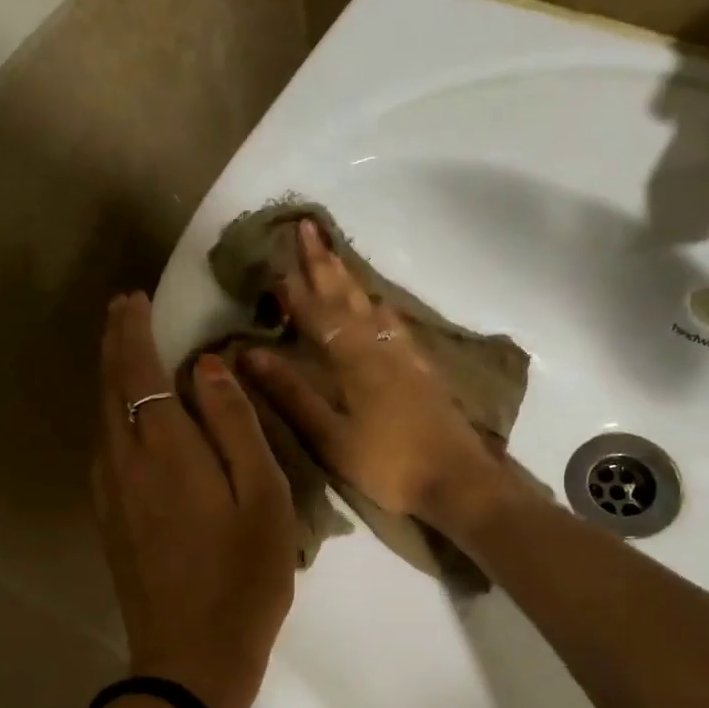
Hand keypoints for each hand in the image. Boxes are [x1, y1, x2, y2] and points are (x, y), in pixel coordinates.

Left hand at [92, 293, 294, 707]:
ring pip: (102, 418)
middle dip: (113, 343)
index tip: (133, 298)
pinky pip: (105, 448)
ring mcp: (110, 494)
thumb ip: (235, 426)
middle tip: (124, 310)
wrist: (191, 659)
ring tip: (127, 351)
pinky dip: (113, 414)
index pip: (137, 370)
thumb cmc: (243, 577)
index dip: (132, 330)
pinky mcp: (110, 520)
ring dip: (110, 377)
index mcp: (164, 449)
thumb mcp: (262, 497)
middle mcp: (123, 462)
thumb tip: (209, 368)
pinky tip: (130, 418)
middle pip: (108, 387)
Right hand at [243, 221, 508, 525]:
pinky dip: (379, 307)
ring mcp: (406, 356)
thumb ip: (292, 394)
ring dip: (350, 279)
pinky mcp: (424, 370)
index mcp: (353, 360)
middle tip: (309, 227)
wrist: (458, 479)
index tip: (275, 256)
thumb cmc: (388, 465)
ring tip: (337, 258)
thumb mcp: (331, 437)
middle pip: (347, 297)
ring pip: (372, 305)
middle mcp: (380, 347)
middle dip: (325, 263)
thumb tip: (250, 354)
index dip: (294, 287)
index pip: (316, 314)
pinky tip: (380, 307)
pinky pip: (395, 324)